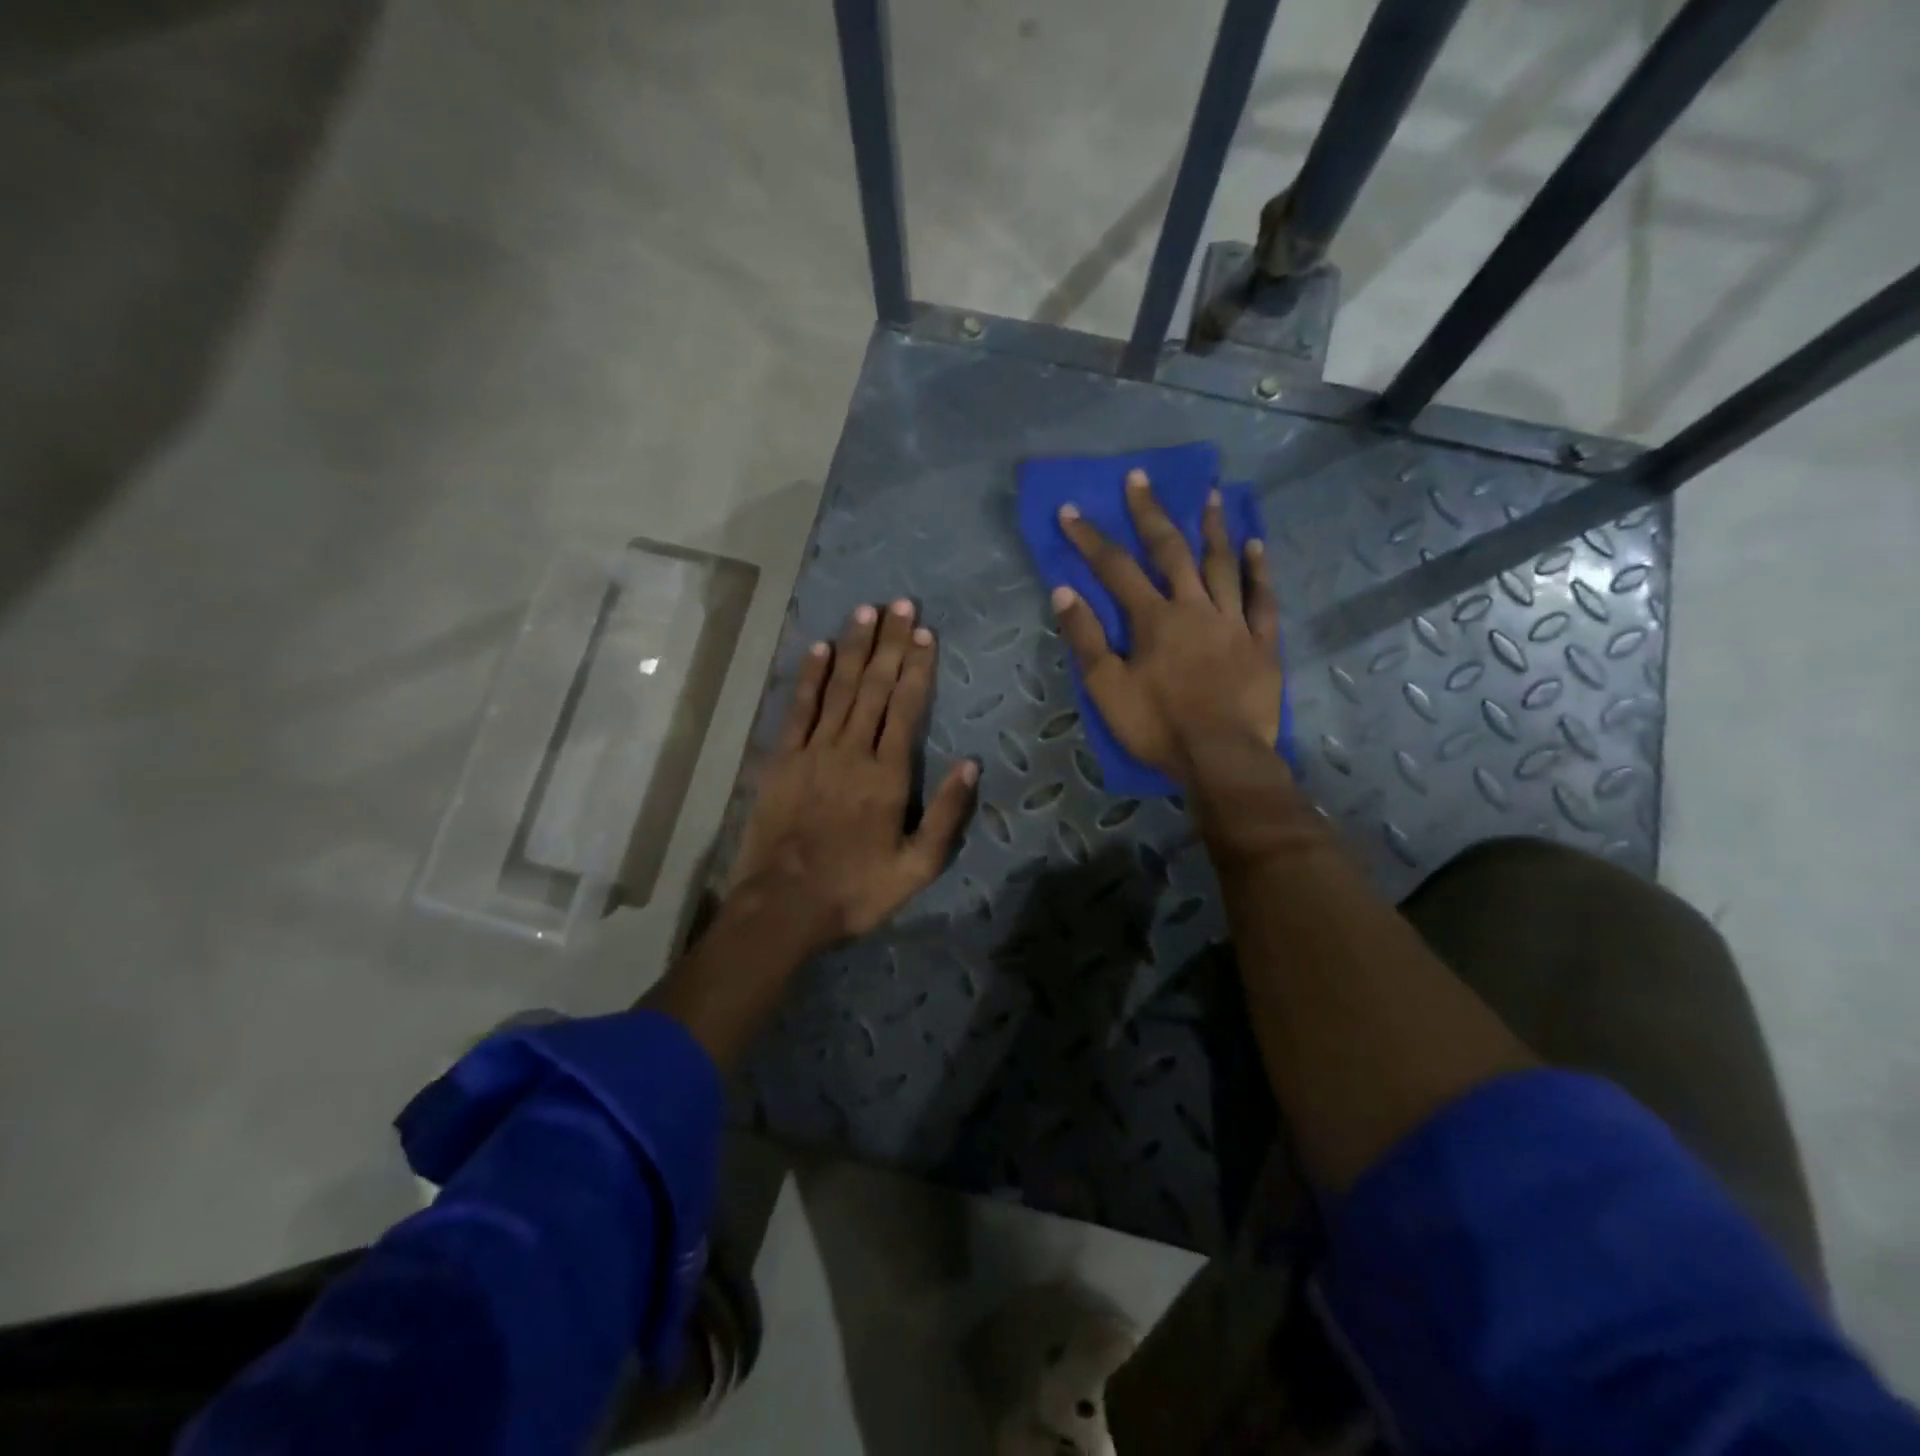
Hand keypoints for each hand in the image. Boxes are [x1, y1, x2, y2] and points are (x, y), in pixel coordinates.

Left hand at [725, 600, 977, 957]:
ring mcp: (813, 751)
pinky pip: (798, 709)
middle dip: (891, 643)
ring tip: (867, 611)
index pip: (906, 707)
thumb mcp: (917, 866)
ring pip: (839, 688)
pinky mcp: (781, 759)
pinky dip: (809, 677)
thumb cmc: (856, 890)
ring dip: (855, 647)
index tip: (925, 632)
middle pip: (875, 687)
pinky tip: (820, 648)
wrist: (784, 906)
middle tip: (901, 603)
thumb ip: (945, 814)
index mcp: (888, 775)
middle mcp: (852, 751)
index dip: (918, 667)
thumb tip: (970, 764)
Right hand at [1052, 469, 1281, 784]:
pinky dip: (1259, 570)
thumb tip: (1064, 592)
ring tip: (1210, 495)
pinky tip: (1256, 545)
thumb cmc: (1158, 727)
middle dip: (1150, 513)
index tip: (1070, 511)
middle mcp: (1194, 607)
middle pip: (1170, 551)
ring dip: (1213, 528)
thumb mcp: (1107, 688)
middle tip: (1140, 478)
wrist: (1222, 757)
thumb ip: (1086, 639)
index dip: (1090, 538)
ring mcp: (1233, 622)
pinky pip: (1262, 598)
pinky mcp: (1261, 642)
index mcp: (1154, 619)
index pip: (1115, 568)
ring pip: (1222, 565)